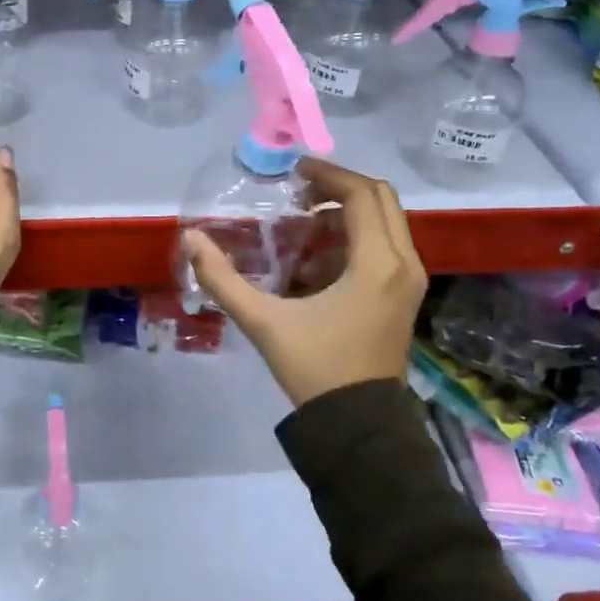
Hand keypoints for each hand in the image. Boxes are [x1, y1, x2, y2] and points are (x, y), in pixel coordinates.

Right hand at [183, 158, 424, 406]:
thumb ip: (223, 279)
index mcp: (378, 264)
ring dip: (346, 212)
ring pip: (386, 222)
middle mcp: (404, 264)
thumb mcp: (264, 322)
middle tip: (297, 191)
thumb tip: (191, 239)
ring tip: (302, 220)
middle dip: (338, 187)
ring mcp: (409, 281)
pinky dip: (354, 237)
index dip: (327, 174)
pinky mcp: (403, 296)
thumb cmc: (316, 370)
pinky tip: (316, 256)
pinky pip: (385, 246)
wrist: (358, 427)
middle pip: (380, 199)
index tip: (292, 173)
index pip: (361, 194)